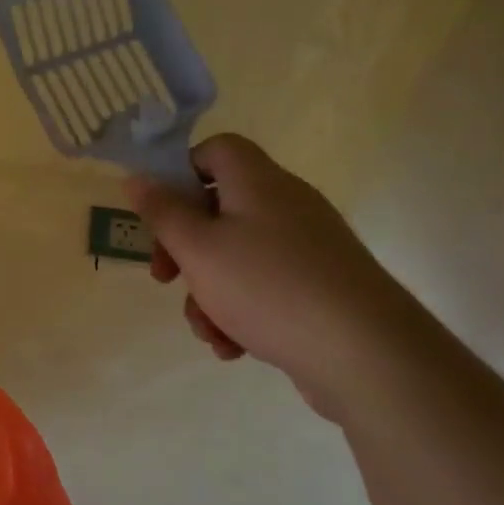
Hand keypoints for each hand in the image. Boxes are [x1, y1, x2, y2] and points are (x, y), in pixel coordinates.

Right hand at [124, 134, 420, 416]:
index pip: (216, 149)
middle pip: (219, 209)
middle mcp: (286, 205)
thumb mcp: (197, 248)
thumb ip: (161, 212)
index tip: (160, 212)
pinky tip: (234, 346)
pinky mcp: (321, 286)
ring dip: (209, 291)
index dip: (181, 172)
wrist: (366, 355)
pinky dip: (242, 310)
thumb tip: (136, 178)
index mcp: (257, 182)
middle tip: (165, 277)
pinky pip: (266, 286)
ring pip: (237, 256)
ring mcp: (308, 247)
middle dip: (184, 248)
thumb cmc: (267, 287)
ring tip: (207, 330)